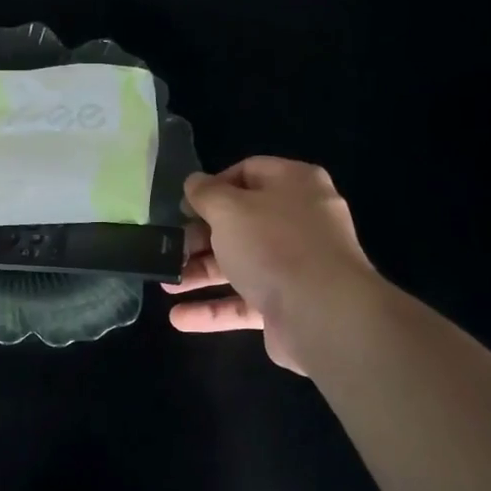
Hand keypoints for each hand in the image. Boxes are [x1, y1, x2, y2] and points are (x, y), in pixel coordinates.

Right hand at [164, 157, 374, 374]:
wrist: (324, 315)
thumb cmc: (273, 245)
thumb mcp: (229, 209)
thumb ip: (206, 193)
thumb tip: (194, 182)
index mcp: (294, 185)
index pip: (249, 172)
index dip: (213, 186)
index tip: (185, 206)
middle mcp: (300, 221)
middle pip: (241, 222)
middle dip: (201, 237)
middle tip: (171, 248)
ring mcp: (297, 265)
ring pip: (241, 264)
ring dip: (202, 274)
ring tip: (166, 285)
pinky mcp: (289, 304)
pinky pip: (246, 302)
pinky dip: (214, 309)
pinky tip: (180, 318)